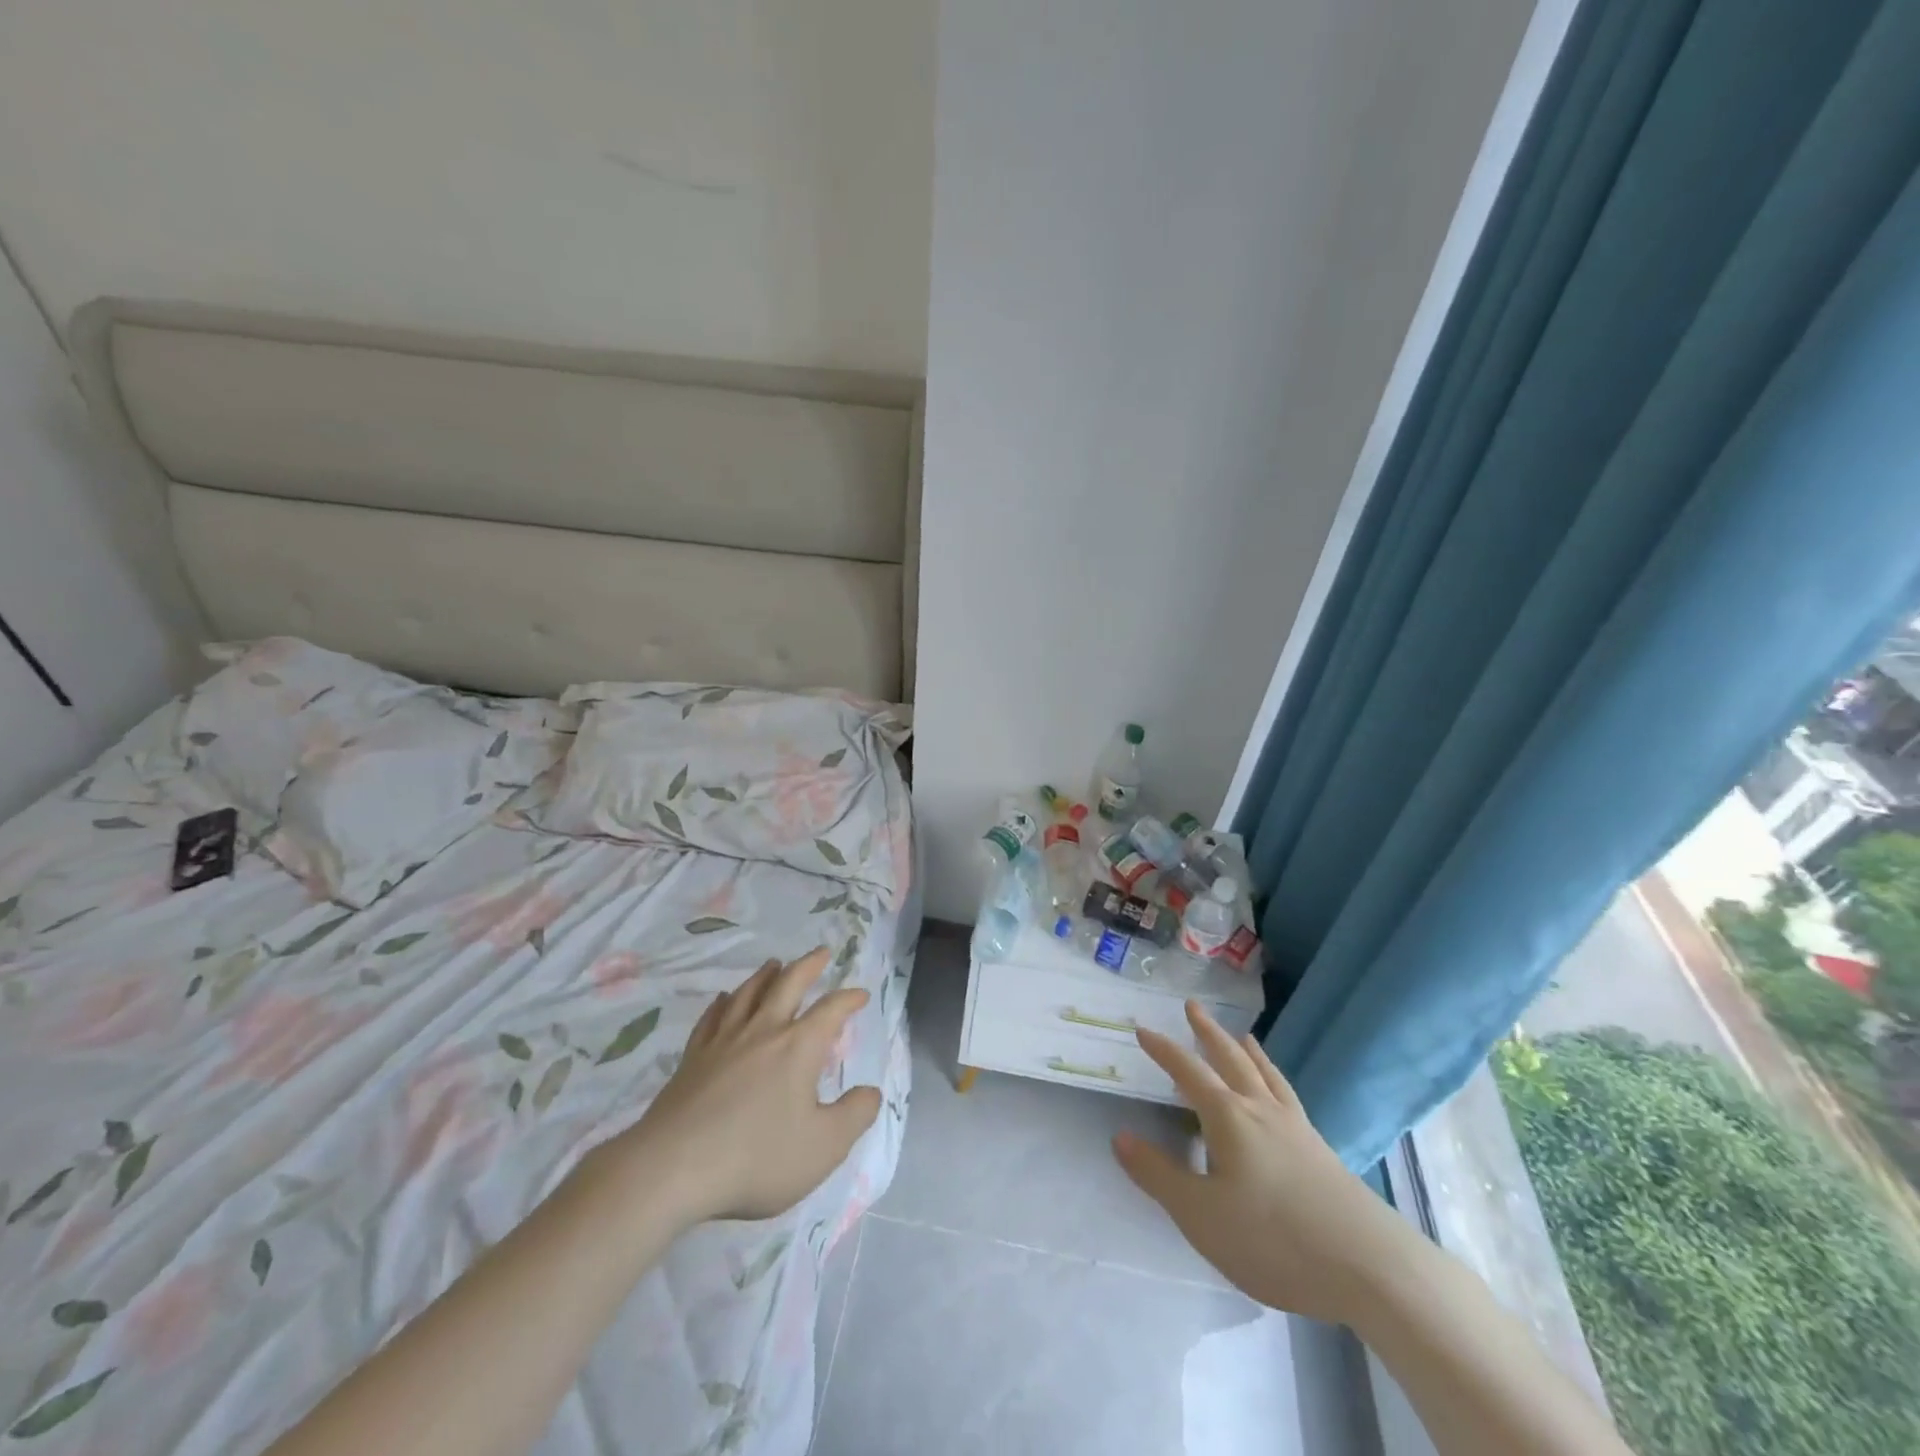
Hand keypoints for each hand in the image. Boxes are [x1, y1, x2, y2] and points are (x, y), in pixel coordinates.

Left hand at [582, 947, 880, 1227]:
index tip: (861, 995)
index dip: (849, 999)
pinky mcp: (692, 1059)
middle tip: (821, 952)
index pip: (831, 1010)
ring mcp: (723, 1042)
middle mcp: (763, 1032)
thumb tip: (872, 1091)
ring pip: (748, 994)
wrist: (673, 1169)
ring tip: (774, 964)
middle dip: (808, 966)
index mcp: (798, 1047)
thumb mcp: (824, 1146)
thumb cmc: (757, 1157)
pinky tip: (723, 1000)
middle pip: (788, 984)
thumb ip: (855, 1115)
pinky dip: (722, 1003)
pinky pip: (711, 1019)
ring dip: (765, 975)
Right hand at [1112, 1001, 1414, 1324]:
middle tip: (1193, 1006)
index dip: (1163, 1050)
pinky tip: (1280, 1092)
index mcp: (1229, 1118)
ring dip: (1248, 1051)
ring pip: (1266, 1075)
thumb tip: (1120, 1136)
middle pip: (1231, 1059)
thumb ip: (1157, 1175)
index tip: (1143, 1028)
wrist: (1370, 1268)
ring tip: (1242, 1035)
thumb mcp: (1200, 1215)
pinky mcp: (1322, 1151)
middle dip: (1208, 1033)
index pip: (1188, 1072)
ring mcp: (1297, 1128)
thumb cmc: (1273, 1239)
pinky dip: (1275, 1079)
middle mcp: (1261, 1110)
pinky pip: (1289, 1096)